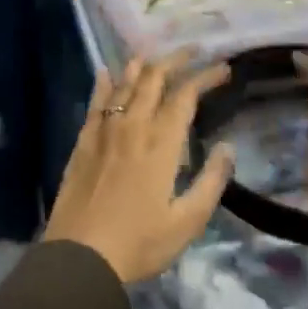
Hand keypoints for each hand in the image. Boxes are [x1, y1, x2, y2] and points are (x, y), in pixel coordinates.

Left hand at [43, 53, 233, 283]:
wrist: (80, 256)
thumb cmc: (139, 243)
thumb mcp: (187, 221)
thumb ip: (211, 181)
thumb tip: (227, 147)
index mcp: (162, 143)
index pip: (186, 95)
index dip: (206, 77)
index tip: (224, 68)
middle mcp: (133, 126)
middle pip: (154, 79)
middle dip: (176, 60)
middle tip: (193, 51)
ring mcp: (104, 131)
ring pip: (124, 85)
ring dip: (142, 65)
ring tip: (154, 55)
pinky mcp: (83, 142)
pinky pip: (95, 103)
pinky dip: (104, 83)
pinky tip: (106, 72)